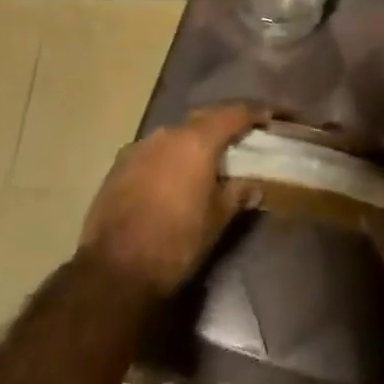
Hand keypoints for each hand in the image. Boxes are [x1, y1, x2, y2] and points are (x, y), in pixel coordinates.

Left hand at [79, 104, 266, 297]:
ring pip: (174, 134)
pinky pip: (153, 152)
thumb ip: (238, 194)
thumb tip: (254, 185)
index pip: (232, 114)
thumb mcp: (217, 220)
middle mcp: (168, 133)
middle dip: (222, 123)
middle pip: (202, 119)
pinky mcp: (119, 166)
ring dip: (192, 141)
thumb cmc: (176, 242)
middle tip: (240, 134)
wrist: (114, 270)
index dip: (253, 113)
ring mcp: (139, 147)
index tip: (268, 116)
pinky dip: (168, 157)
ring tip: (205, 157)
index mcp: (197, 141)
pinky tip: (172, 176)